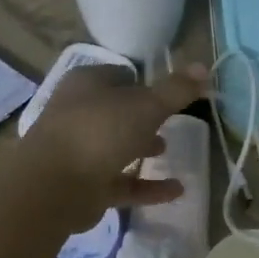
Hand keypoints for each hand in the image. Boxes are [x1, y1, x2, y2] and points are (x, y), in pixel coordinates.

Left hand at [16, 63, 208, 228]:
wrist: (54, 186)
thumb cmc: (100, 131)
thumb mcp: (146, 105)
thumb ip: (176, 90)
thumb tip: (204, 67)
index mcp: (87, 84)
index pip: (119, 75)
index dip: (145, 82)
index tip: (170, 92)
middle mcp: (79, 113)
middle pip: (116, 111)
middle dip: (142, 116)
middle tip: (170, 120)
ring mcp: (80, 151)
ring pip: (116, 146)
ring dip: (140, 148)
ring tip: (168, 150)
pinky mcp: (85, 186)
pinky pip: (123, 183)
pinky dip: (148, 186)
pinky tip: (177, 190)